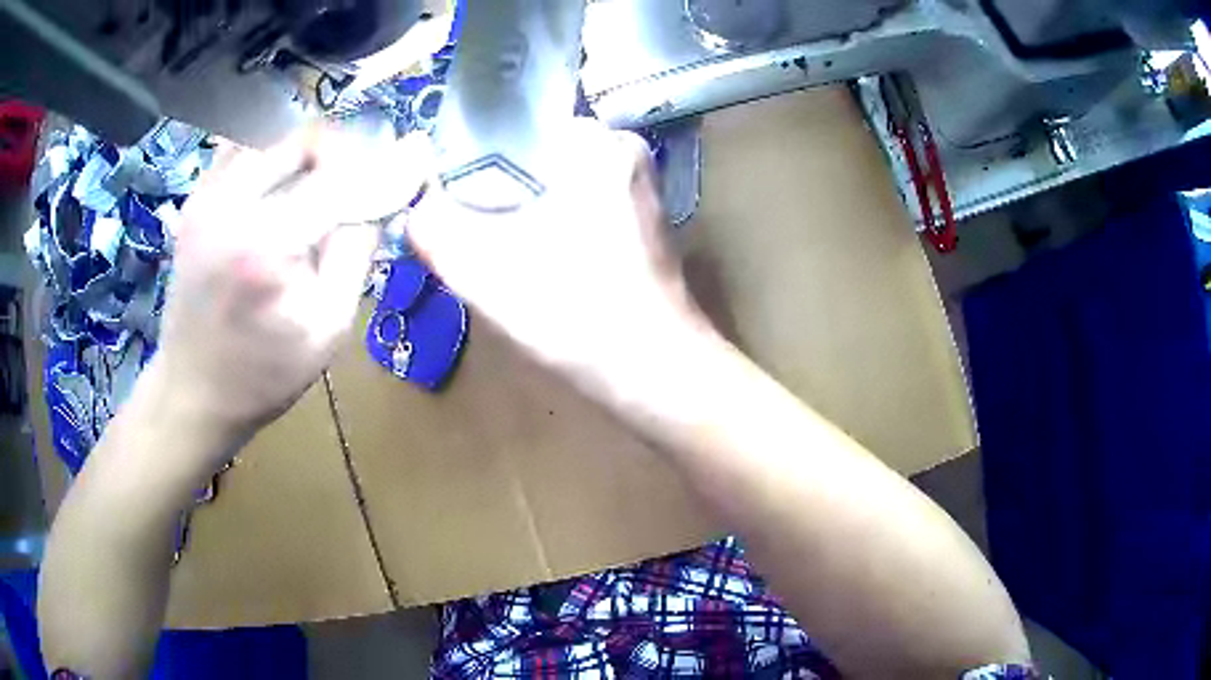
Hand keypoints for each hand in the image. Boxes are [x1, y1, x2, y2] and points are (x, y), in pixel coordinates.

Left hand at [152, 127, 427, 451]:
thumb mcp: (329, 326)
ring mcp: (206, 196)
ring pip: (274, 134)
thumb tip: (385, 193)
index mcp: (266, 246)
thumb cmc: (264, 374)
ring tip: (321, 182)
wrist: (193, 390)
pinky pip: (244, 147)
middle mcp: (230, 205)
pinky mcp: (196, 198)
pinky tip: (282, 184)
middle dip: (344, 153)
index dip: (385, 163)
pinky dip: (273, 153)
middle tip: (360, 182)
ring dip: (307, 150)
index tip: (418, 152)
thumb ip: (358, 250)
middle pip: (305, 140)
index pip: (340, 178)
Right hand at [410, 119, 706, 388]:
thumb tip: (413, 210)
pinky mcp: (643, 227)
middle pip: (536, 158)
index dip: (472, 162)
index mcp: (598, 144)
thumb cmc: (577, 313)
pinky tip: (537, 264)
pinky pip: (581, 210)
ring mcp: (640, 192)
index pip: (515, 130)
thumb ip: (436, 232)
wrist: (657, 374)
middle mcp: (625, 155)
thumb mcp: (486, 272)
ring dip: (525, 213)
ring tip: (497, 250)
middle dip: (498, 192)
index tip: (448, 200)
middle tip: (469, 231)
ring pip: (558, 186)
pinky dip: (553, 228)